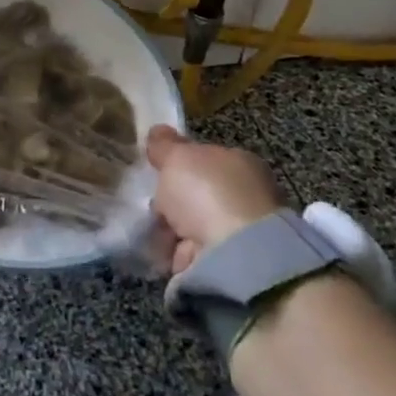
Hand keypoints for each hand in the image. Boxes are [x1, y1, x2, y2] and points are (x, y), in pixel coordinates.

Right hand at [144, 123, 284, 273]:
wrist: (234, 254)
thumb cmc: (208, 192)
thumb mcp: (178, 157)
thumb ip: (165, 145)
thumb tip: (157, 131)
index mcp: (241, 163)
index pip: (206, 159)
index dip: (180, 164)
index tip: (156, 171)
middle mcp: (246, 195)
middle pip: (199, 193)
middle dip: (174, 201)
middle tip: (150, 202)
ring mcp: (239, 232)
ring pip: (194, 225)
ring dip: (172, 229)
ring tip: (148, 229)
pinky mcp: (229, 264)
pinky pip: (191, 252)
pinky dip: (175, 253)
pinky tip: (159, 250)